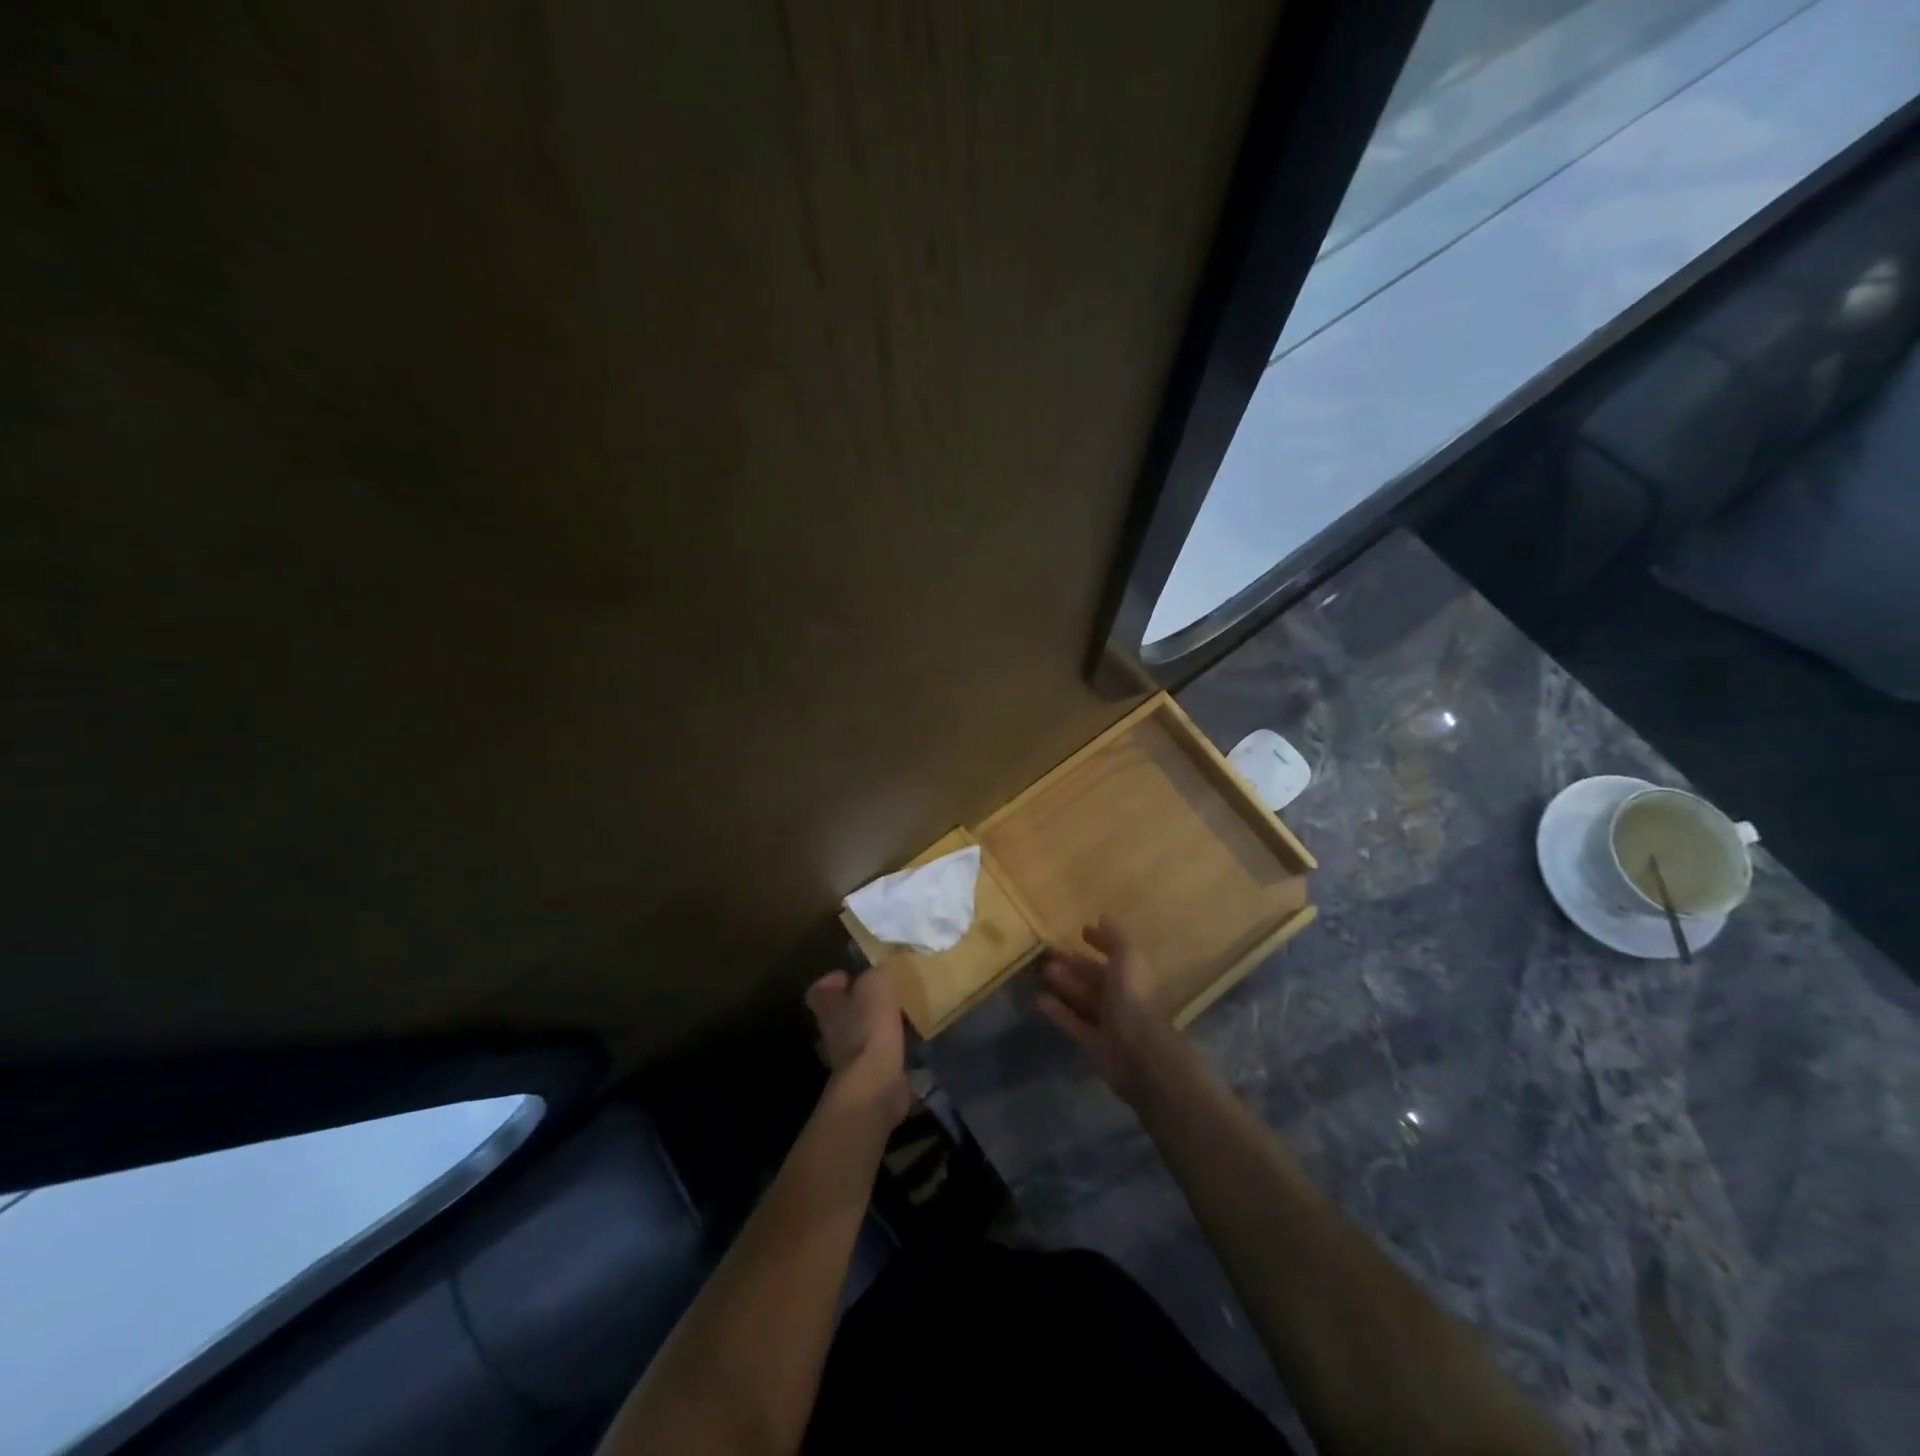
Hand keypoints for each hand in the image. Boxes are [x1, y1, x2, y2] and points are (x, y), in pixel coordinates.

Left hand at [807, 969, 910, 1129]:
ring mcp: (848, 1056)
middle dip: (859, 1002)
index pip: (819, 990)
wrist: (875, 1083)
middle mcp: (831, 1031)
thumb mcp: (876, 985)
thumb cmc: (869, 1027)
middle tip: (883, 992)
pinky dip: (890, 1046)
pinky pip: (877, 1052)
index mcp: (827, 1006)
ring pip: (859, 1032)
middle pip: (840, 1011)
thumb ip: (876, 974)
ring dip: (876, 1024)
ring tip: (900, 1013)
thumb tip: (879, 972)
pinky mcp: (867, 1074)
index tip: (850, 976)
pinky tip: (908, 1038)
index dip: (832, 981)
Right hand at [1036, 917, 1183, 1105]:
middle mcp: (1123, 997)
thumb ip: (1116, 937)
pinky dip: (1058, 1012)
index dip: (1102, 941)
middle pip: (1096, 976)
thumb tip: (1104, 917)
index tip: (1083, 931)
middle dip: (1076, 964)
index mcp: (1135, 976)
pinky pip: (1073, 1023)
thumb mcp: (1129, 958)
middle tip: (1050, 953)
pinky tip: (1039, 1000)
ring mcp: (1109, 1022)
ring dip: (1066, 984)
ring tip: (1044, 971)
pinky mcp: (1095, 1044)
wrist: (1140, 1055)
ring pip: (1084, 998)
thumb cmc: (1134, 999)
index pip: (1118, 953)